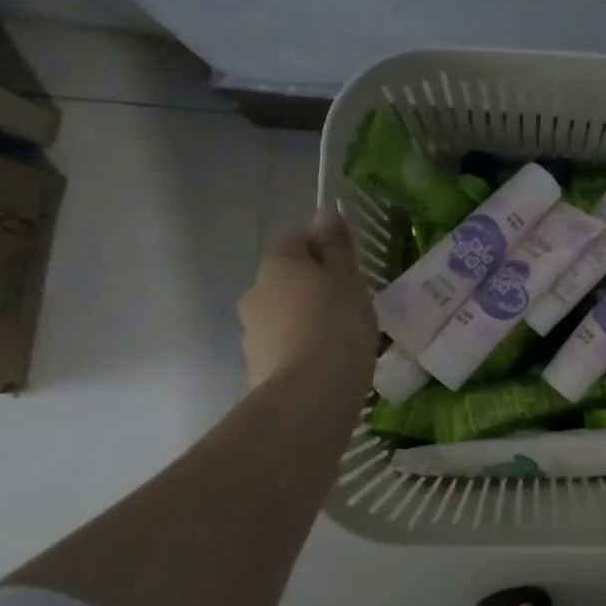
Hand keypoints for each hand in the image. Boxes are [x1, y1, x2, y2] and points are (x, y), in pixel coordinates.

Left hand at [240, 208, 376, 396]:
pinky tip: (330, 363)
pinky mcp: (258, 367)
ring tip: (344, 339)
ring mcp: (252, 332)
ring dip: (309, 319)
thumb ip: (336, 246)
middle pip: (291, 279)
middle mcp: (256, 291)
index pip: (301, 241)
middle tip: (353, 304)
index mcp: (278, 263)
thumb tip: (324, 211)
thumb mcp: (347, 278)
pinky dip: (305, 348)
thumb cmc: (337, 324)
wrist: (310, 395)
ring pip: (287, 314)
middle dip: (317, 287)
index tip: (354, 270)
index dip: (328, 251)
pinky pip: (287, 346)